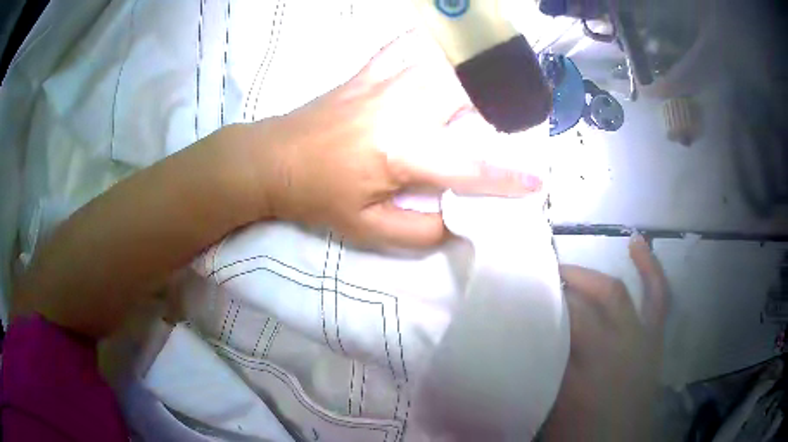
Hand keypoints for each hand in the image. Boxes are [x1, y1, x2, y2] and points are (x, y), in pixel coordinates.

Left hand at [245, 31, 541, 248]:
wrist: (272, 159)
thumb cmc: (317, 196)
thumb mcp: (367, 230)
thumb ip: (420, 231)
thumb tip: (457, 219)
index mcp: (403, 153)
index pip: (470, 167)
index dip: (507, 179)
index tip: (535, 183)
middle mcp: (403, 108)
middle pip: (470, 93)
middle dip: (502, 105)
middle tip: (516, 119)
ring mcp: (386, 81)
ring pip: (448, 63)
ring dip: (479, 71)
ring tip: (497, 80)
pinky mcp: (371, 71)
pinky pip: (409, 43)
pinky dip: (434, 38)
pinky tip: (449, 38)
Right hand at [542, 234, 669, 440]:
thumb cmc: (579, 435)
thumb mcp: (548, 410)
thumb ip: (541, 372)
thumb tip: (524, 341)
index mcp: (580, 374)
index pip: (556, 324)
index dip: (536, 304)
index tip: (514, 295)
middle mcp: (612, 349)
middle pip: (582, 304)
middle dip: (556, 289)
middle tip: (534, 285)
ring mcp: (638, 339)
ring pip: (615, 293)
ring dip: (590, 277)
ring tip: (567, 267)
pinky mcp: (653, 339)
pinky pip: (658, 296)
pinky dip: (651, 269)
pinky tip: (638, 243)